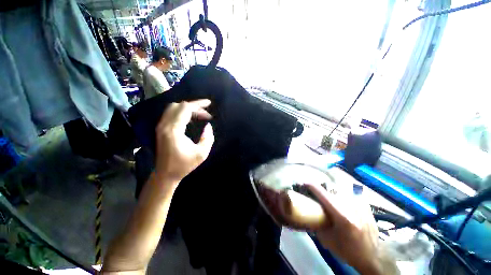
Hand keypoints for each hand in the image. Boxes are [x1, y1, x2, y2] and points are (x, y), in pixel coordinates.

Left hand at [155, 99, 213, 182]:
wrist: (165, 174)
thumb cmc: (184, 165)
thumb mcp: (202, 154)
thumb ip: (208, 138)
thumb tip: (208, 126)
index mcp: (174, 130)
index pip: (185, 108)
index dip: (198, 104)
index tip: (209, 104)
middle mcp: (165, 125)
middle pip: (179, 105)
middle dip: (195, 106)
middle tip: (206, 114)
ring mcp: (161, 126)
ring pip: (174, 108)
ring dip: (188, 108)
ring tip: (200, 115)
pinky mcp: (161, 129)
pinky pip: (171, 113)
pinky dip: (182, 112)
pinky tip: (191, 119)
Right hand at [307, 184, 397, 274]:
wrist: (373, 256)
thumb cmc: (349, 250)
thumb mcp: (328, 241)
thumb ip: (316, 225)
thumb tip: (307, 214)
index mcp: (342, 216)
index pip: (323, 194)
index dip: (312, 186)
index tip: (303, 182)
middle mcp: (351, 206)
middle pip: (331, 189)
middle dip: (320, 189)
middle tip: (314, 193)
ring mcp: (360, 204)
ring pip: (340, 190)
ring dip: (330, 192)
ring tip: (326, 198)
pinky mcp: (365, 204)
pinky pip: (348, 194)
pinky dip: (341, 195)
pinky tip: (340, 202)